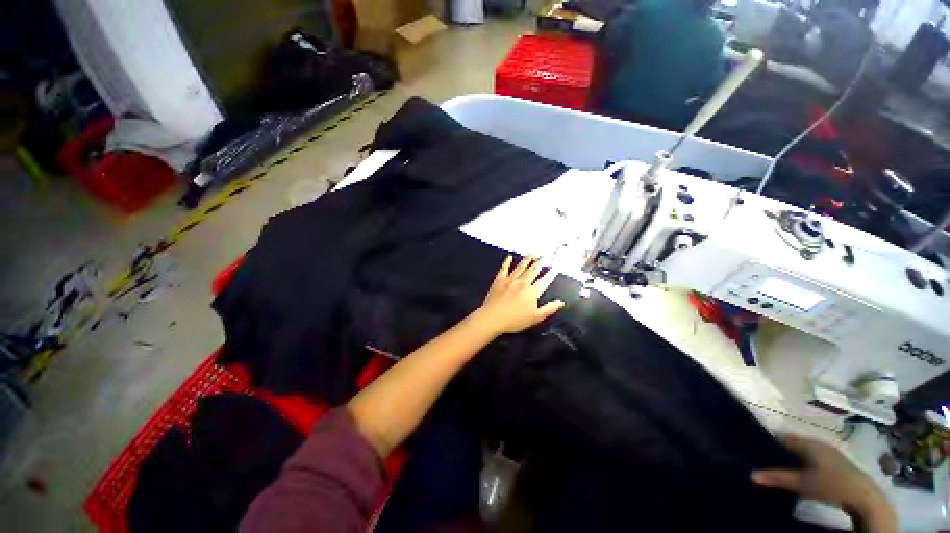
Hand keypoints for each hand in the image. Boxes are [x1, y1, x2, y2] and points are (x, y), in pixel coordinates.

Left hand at [475, 256, 564, 334]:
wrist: (493, 317)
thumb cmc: (515, 320)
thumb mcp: (535, 318)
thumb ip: (549, 309)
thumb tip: (560, 302)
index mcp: (532, 292)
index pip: (544, 281)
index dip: (551, 274)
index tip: (556, 267)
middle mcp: (522, 283)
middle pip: (533, 270)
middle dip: (540, 263)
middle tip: (544, 256)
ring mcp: (510, 280)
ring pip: (520, 267)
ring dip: (527, 260)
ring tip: (532, 254)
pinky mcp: (499, 280)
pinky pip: (504, 268)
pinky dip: (507, 262)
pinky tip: (509, 257)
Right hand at [752, 435, 896, 531]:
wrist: (864, 496)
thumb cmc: (830, 484)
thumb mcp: (802, 484)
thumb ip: (778, 478)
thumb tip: (751, 474)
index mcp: (809, 442)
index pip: (784, 437)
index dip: (771, 443)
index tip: (758, 451)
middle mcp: (819, 443)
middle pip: (795, 445)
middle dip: (782, 453)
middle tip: (768, 463)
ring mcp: (831, 453)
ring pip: (806, 453)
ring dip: (795, 460)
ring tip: (784, 471)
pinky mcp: (837, 463)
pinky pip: (815, 459)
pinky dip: (806, 465)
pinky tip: (804, 476)